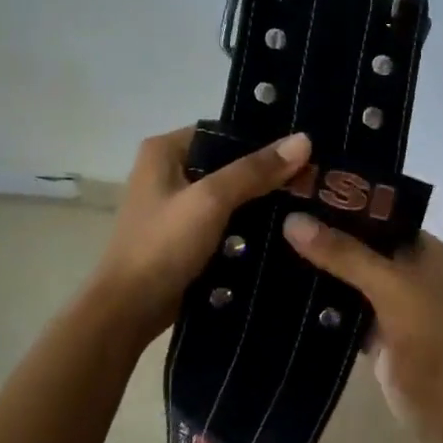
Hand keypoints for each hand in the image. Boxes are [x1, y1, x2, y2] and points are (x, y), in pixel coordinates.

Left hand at [89, 128, 312, 344]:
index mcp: (165, 150)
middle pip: (229, 163)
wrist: (129, 311)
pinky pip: (225, 222)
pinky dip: (248, 226)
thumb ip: (255, 170)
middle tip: (313, 180)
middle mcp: (168, 171)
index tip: (305, 151)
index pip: (224, 131)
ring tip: (306, 203)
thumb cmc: (163, 246)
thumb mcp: (211, 201)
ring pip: (229, 195)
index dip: (264, 139)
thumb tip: (303, 139)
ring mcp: (176, 206)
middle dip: (267, 174)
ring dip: (261, 202)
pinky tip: (283, 230)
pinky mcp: (185, 237)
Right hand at [282, 216, 442, 442]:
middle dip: (320, 236)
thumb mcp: (391, 287)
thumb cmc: (433, 337)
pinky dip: (317, 304)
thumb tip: (293, 221)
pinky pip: (340, 310)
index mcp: (420, 248)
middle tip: (268, 217)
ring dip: (315, 269)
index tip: (292, 191)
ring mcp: (388, 303)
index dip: (339, 201)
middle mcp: (404, 270)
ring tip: (263, 246)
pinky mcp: (372, 334)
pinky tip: (279, 291)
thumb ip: (345, 254)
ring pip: (345, 278)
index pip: (375, 212)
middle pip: (356, 244)